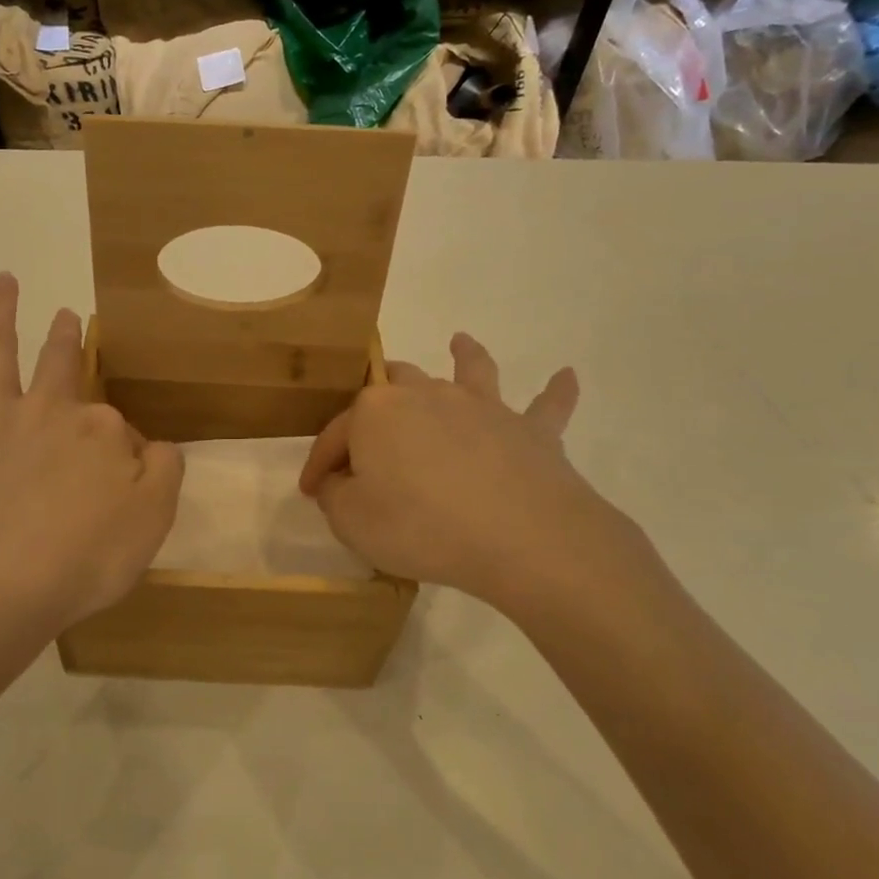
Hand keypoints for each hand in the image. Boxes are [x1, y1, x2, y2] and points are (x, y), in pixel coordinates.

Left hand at [0, 273, 183, 648]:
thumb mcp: (152, 521)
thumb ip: (163, 473)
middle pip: (62, 366)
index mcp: (100, 430)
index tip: (128, 486)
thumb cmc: (82, 560)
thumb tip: (153, 447)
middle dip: (66, 340)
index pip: (120, 430)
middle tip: (68, 318)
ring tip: (3, 280)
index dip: (127, 455)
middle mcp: (48, 411)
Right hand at [298, 335, 652, 615]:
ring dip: (464, 355)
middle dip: (377, 397)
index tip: (310, 491)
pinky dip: (556, 392)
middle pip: (394, 383)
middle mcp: (426, 394)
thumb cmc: (421, 526)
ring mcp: (481, 407)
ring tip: (460, 342)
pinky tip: (567, 376)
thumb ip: (337, 497)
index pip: (335, 434)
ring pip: (469, 370)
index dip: (319, 464)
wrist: (520, 536)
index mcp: (376, 411)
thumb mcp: (352, 521)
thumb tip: (340, 482)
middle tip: (370, 426)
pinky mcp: (530, 431)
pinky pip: (546, 406)